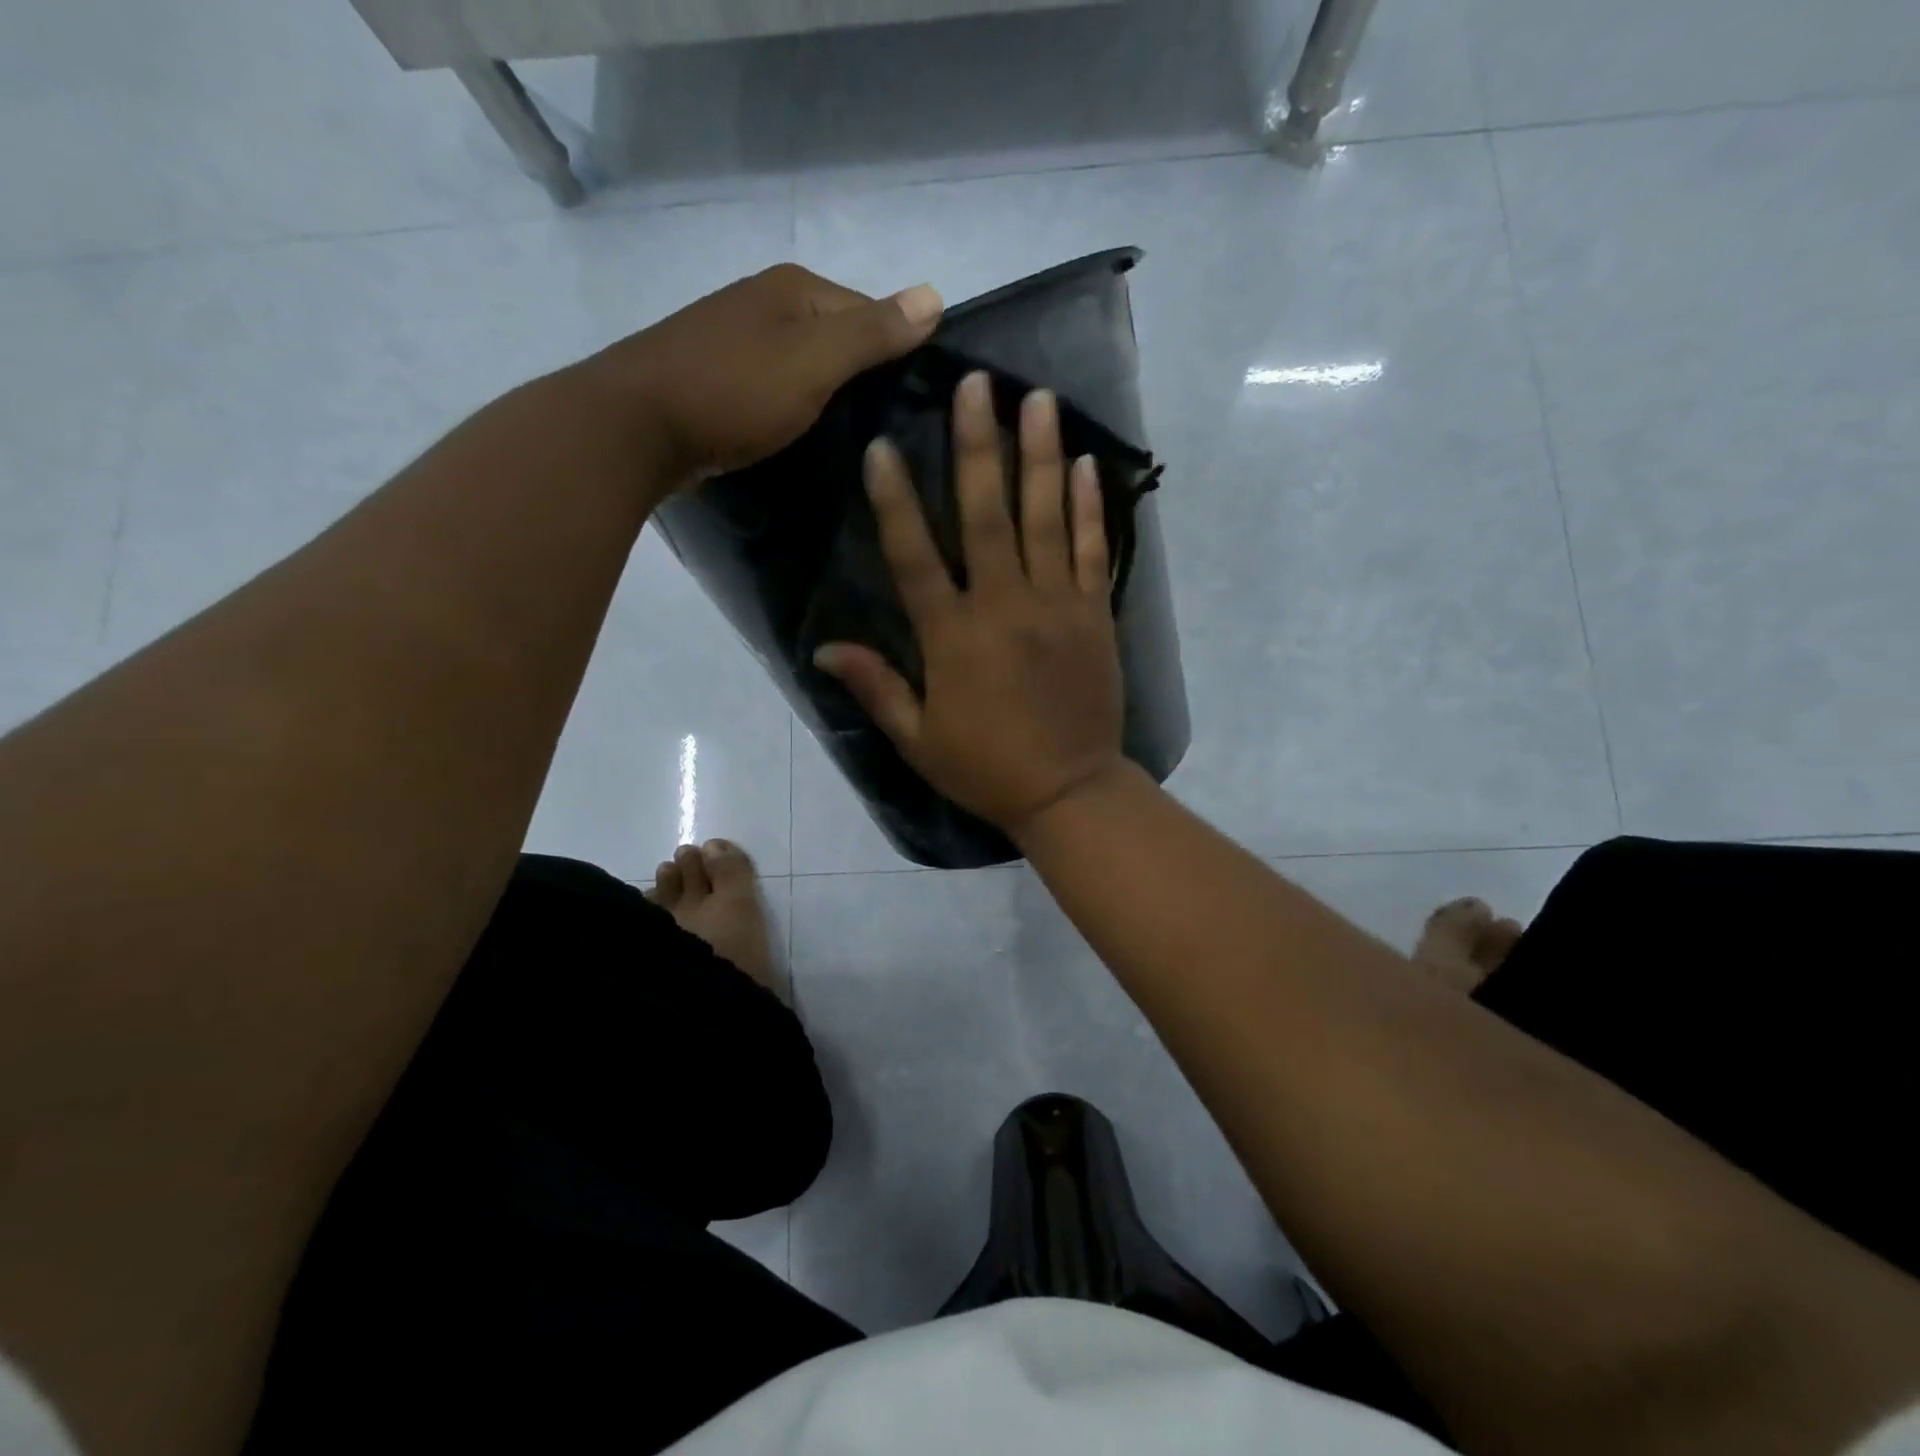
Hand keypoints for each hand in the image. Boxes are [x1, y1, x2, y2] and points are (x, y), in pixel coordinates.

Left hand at [582, 263, 944, 486]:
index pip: (871, 313)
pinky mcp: (717, 378)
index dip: (897, 356)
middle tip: (888, 433)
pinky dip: (794, 409)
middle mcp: (765, 302)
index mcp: (794, 288)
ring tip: (853, 442)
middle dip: (863, 379)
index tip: (914, 408)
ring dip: (829, 398)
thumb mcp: (814, 361)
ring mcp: (736, 339)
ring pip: (805, 366)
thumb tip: (936, 295)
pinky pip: (775, 388)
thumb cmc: (733, 391)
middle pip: (837, 338)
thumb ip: (872, 332)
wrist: (636, 428)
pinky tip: (802, 437)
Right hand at [814, 371, 1127, 836]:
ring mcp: (1056, 605)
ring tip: (1036, 398)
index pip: (915, 556)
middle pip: (987, 515)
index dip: (895, 500)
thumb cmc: (986, 767)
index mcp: (953, 637)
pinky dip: (1088, 506)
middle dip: (977, 446)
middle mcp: (1004, 606)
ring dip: (1039, 455)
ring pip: (1046, 519)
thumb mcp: (918, 738)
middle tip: (975, 383)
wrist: (1070, 791)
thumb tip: (823, 649)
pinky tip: (1084, 463)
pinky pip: (1093, 550)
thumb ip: (876, 687)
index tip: (882, 445)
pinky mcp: (1095, 614)